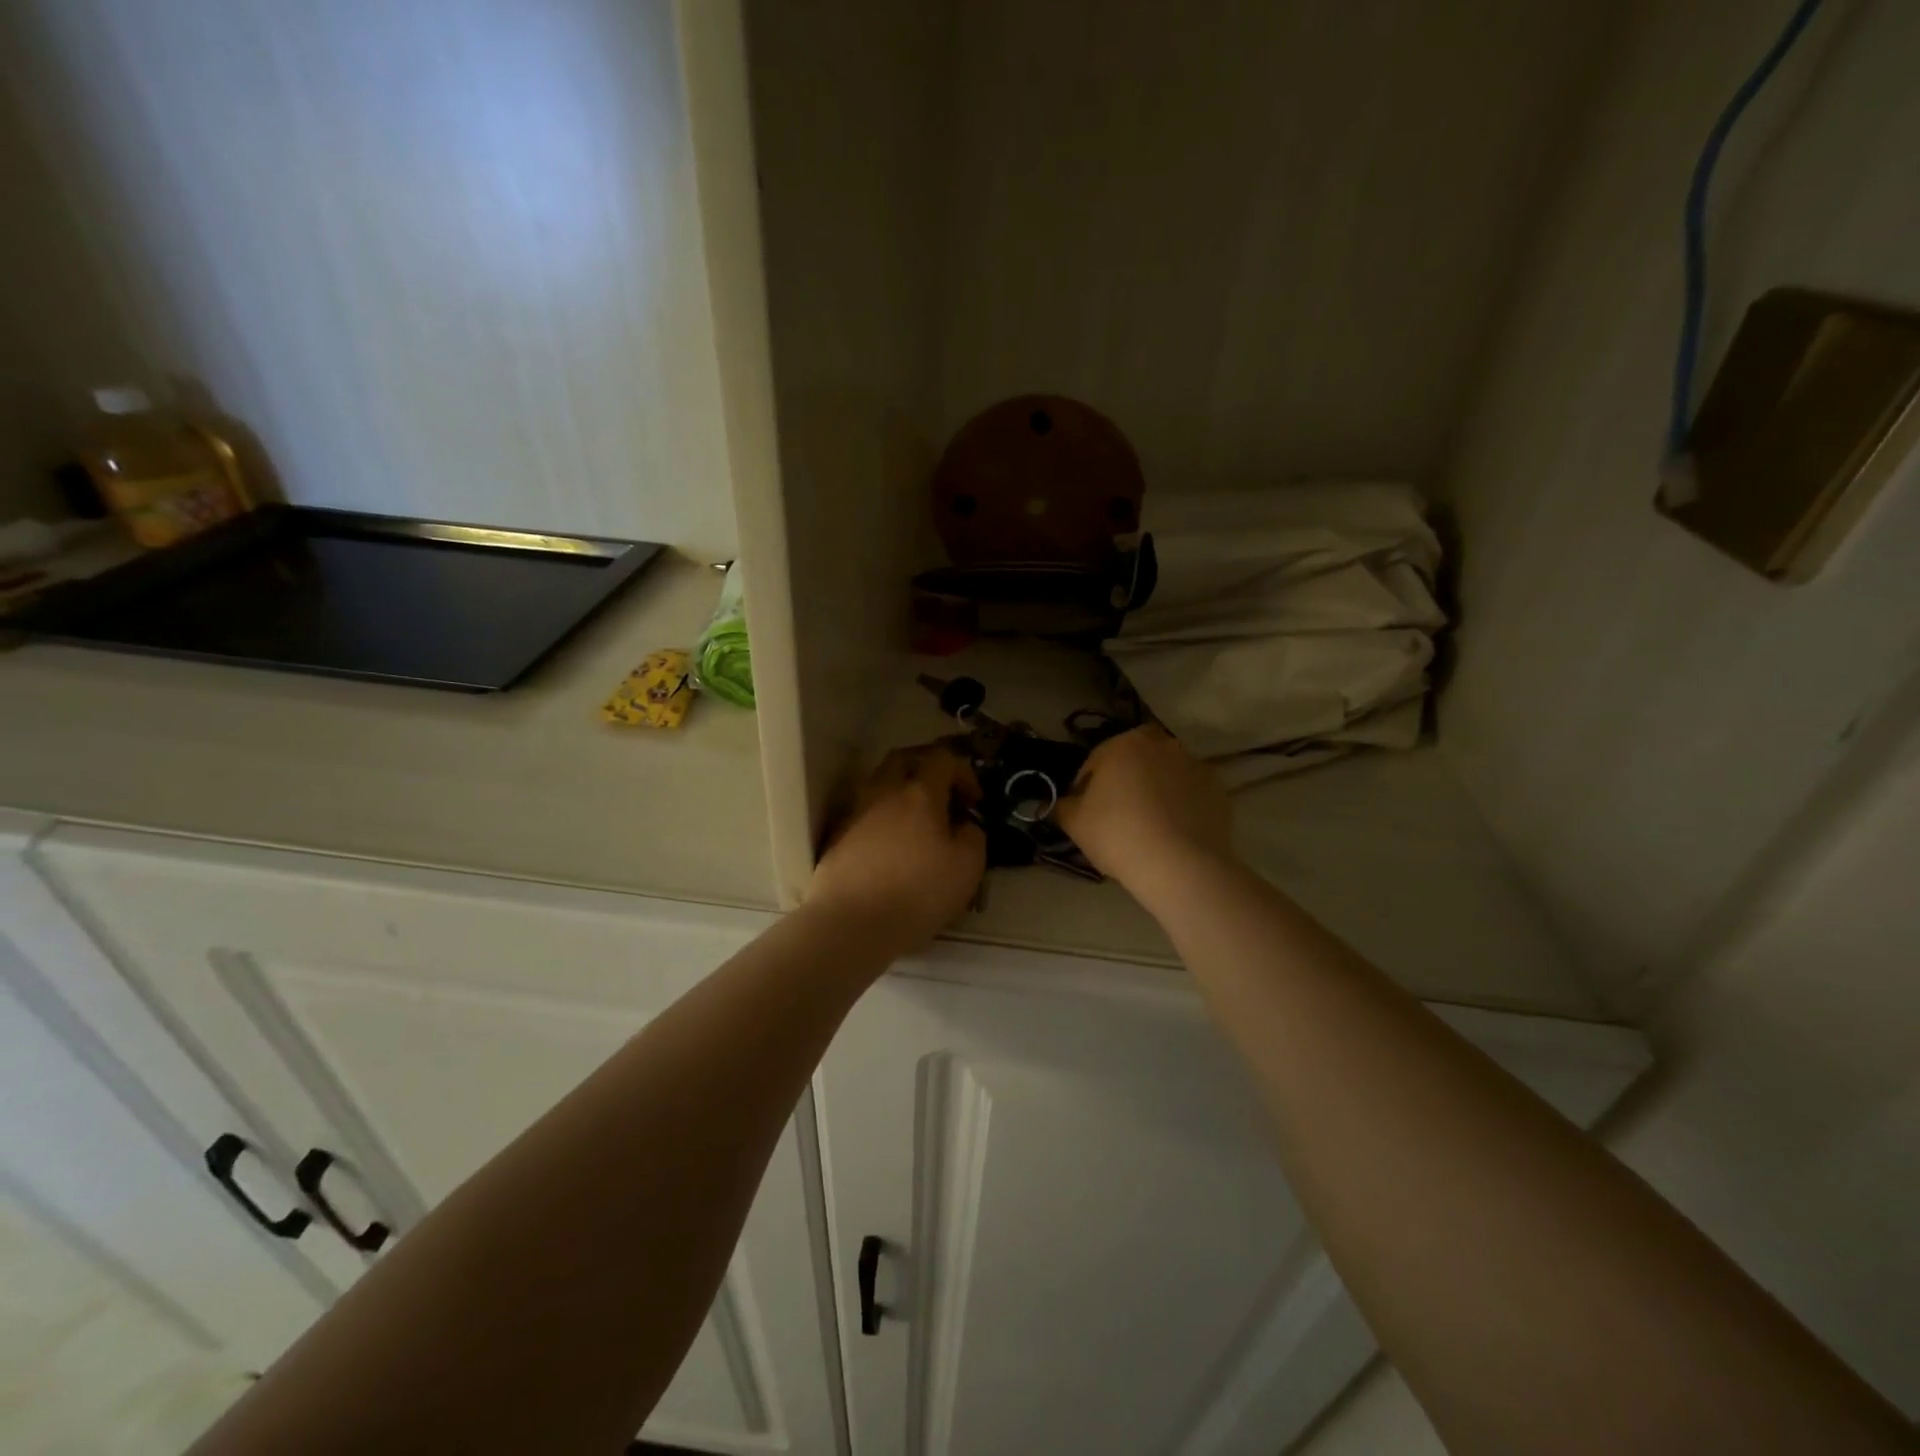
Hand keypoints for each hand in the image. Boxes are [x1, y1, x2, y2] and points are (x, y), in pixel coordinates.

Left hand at [809, 745, 986, 954]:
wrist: (850, 924)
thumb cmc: (917, 892)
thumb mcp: (967, 867)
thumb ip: (973, 836)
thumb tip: (964, 826)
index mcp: (919, 793)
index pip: (942, 758)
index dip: (963, 772)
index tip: (973, 802)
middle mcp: (883, 792)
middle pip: (903, 759)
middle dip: (926, 768)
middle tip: (942, 793)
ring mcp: (855, 813)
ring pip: (879, 784)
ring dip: (900, 793)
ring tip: (916, 823)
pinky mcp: (837, 838)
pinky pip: (864, 813)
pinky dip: (881, 818)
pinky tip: (891, 847)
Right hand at [1056, 726, 1234, 899]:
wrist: (1180, 865)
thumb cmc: (1118, 834)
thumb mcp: (1074, 822)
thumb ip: (1059, 806)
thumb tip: (1050, 803)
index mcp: (1124, 743)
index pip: (1095, 761)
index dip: (1085, 788)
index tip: (1084, 814)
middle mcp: (1162, 744)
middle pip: (1134, 762)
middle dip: (1125, 781)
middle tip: (1117, 816)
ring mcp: (1195, 765)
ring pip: (1165, 775)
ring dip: (1155, 791)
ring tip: (1148, 827)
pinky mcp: (1218, 790)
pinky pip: (1190, 794)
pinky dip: (1181, 806)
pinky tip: (1173, 833)